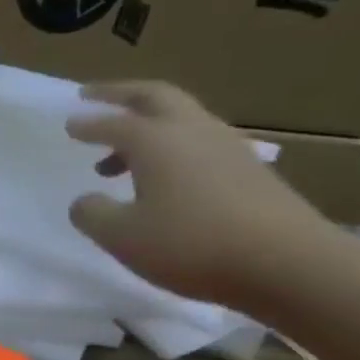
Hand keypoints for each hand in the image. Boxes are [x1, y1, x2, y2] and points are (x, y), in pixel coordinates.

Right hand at [65, 81, 331, 308]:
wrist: (290, 264)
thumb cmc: (191, 244)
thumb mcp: (120, 235)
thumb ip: (92, 213)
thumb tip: (86, 200)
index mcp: (156, 142)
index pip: (112, 123)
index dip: (86, 124)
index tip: (68, 124)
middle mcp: (193, 133)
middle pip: (157, 97)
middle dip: (121, 94)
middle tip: (93, 96)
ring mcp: (229, 150)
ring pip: (182, 120)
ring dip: (147, 126)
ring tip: (119, 154)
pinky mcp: (250, 172)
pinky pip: (200, 145)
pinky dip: (172, 149)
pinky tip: (163, 179)